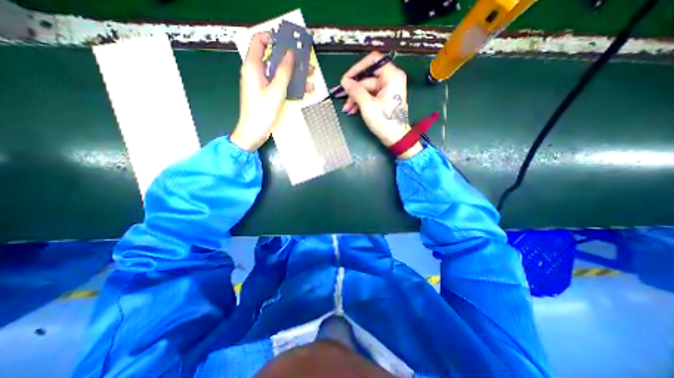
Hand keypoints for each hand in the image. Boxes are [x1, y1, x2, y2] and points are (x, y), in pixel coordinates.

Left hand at [230, 31, 294, 150]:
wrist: (254, 132)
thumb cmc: (263, 111)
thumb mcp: (276, 90)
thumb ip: (284, 71)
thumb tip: (290, 53)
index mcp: (253, 66)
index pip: (258, 41)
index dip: (273, 38)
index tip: (289, 42)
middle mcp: (256, 72)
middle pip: (273, 57)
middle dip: (291, 59)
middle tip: (306, 62)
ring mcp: (262, 83)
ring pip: (279, 72)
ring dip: (295, 74)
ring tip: (311, 77)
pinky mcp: (267, 93)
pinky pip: (280, 84)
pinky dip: (291, 85)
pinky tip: (305, 90)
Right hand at [343, 50, 419, 156]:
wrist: (395, 138)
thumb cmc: (385, 122)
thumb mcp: (368, 106)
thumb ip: (356, 91)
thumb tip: (345, 81)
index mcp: (392, 76)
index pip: (373, 61)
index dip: (357, 68)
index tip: (346, 79)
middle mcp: (391, 79)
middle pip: (367, 77)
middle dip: (354, 89)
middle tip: (341, 96)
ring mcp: (387, 89)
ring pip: (366, 88)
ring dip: (355, 98)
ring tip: (347, 109)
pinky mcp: (384, 97)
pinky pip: (369, 95)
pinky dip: (360, 101)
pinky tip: (352, 109)